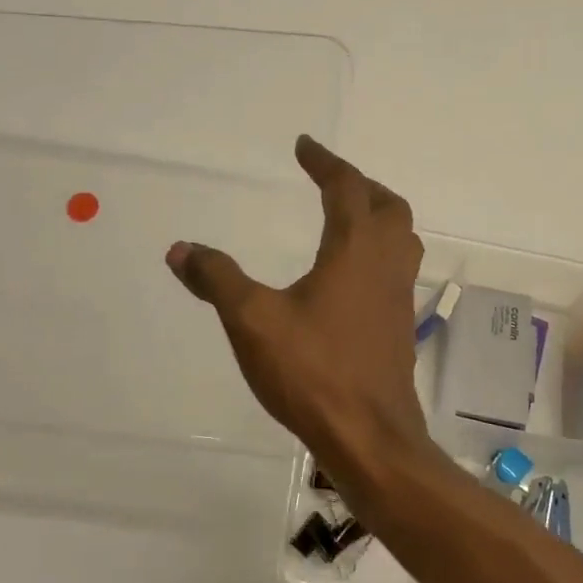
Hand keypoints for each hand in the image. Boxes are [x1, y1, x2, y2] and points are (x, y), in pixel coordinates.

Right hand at [166, 136, 428, 476]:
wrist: (369, 436)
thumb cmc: (313, 371)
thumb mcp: (252, 320)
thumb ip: (217, 279)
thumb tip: (180, 249)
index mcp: (355, 249)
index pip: (346, 187)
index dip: (325, 162)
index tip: (305, 146)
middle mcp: (386, 264)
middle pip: (388, 206)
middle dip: (360, 185)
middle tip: (331, 180)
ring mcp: (399, 297)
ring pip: (402, 239)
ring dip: (378, 217)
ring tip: (347, 219)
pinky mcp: (399, 327)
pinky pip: (397, 271)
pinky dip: (379, 254)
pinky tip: (351, 277)